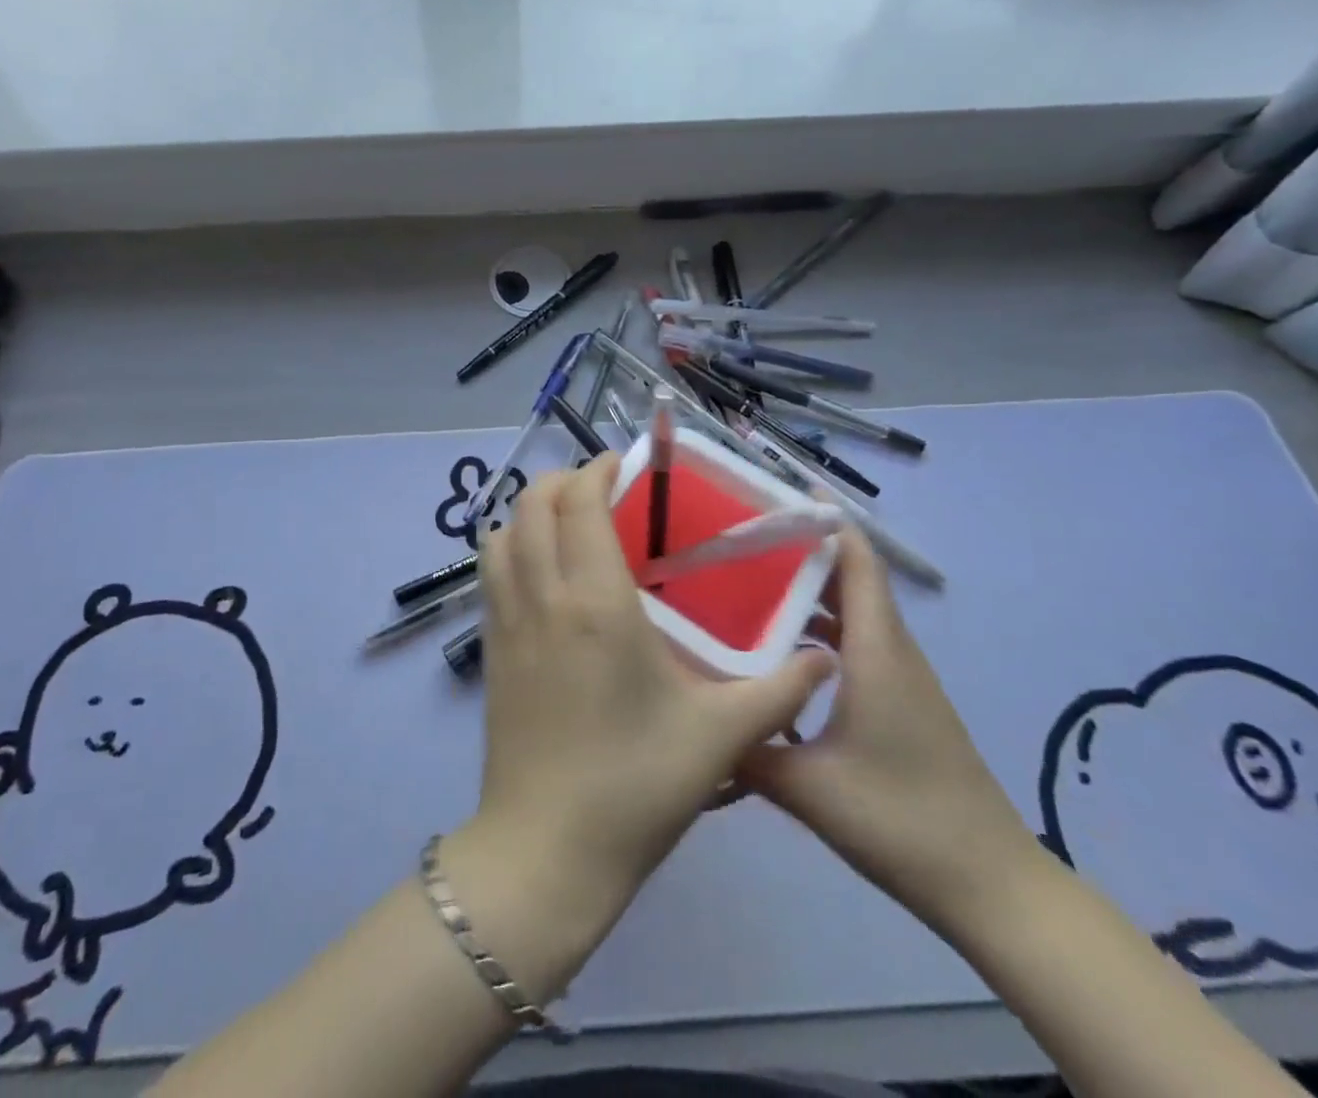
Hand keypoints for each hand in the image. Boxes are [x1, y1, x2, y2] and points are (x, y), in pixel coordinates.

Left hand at [467, 455, 836, 931]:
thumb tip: (827, 659)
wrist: (546, 851)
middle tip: (604, 491)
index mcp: (595, 601)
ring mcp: (506, 621)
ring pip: (501, 534)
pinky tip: (547, 575)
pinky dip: (512, 548)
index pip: (580, 503)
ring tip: (571, 526)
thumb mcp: (721, 736)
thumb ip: (780, 691)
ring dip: (530, 513)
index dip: (597, 471)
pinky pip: (491, 573)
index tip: (625, 466)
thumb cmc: (636, 786)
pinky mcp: (490, 649)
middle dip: (563, 481)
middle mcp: (542, 595)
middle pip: (531, 504)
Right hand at [740, 524, 1043, 937]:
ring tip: (741, 585)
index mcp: (875, 649)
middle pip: (846, 576)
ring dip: (803, 592)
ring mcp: (897, 676)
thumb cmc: (901, 820)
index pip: (856, 559)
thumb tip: (691, 715)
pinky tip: (772, 652)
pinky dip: (815, 630)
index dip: (823, 518)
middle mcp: (889, 649)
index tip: (773, 494)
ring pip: (848, 612)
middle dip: (796, 550)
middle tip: (733, 540)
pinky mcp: (897, 701)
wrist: (989, 885)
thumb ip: (745, 747)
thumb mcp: (807, 787)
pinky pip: (852, 643)